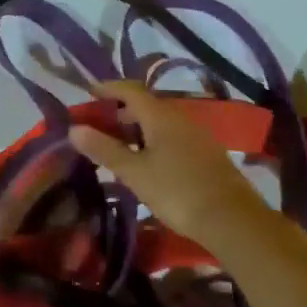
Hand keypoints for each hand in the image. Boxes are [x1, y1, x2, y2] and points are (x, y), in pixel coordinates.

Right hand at [70, 81, 274, 248]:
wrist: (231, 218)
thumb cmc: (177, 191)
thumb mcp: (135, 172)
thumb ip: (105, 149)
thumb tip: (75, 129)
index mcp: (160, 115)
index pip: (130, 90)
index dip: (109, 88)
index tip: (89, 91)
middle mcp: (179, 117)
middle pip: (146, 105)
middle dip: (121, 111)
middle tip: (99, 125)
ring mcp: (196, 134)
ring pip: (160, 122)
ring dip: (138, 127)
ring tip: (119, 145)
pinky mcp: (206, 152)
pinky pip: (173, 136)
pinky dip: (154, 140)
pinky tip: (148, 161)